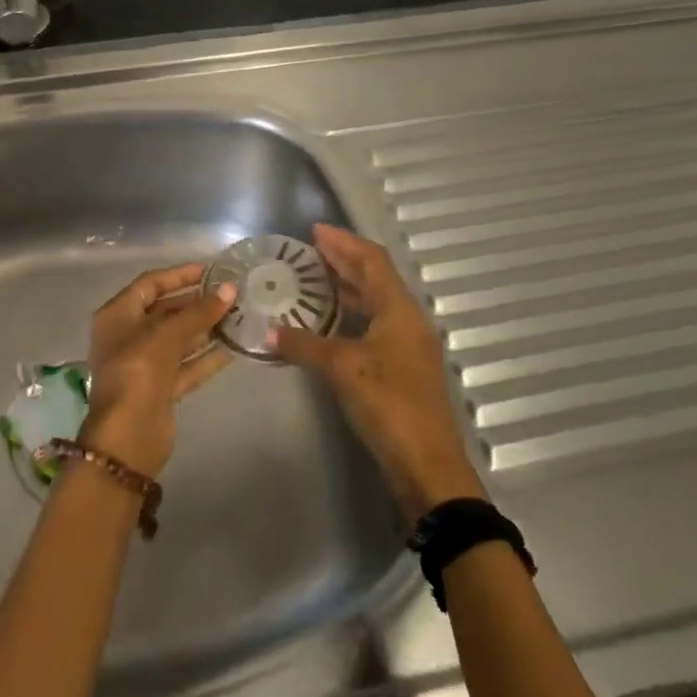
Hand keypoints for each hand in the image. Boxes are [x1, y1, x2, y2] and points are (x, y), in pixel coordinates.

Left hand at [80, 263, 236, 477]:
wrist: (127, 438)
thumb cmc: (138, 373)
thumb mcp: (167, 336)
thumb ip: (199, 312)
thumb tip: (230, 289)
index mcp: (117, 316)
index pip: (150, 284)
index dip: (179, 275)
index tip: (211, 270)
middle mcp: (128, 336)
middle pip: (165, 311)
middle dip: (197, 302)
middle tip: (231, 294)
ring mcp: (144, 364)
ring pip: (179, 339)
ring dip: (205, 328)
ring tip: (239, 316)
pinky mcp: (161, 388)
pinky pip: (187, 365)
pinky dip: (207, 356)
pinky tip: (234, 347)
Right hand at [271, 224, 484, 521]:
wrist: (427, 465)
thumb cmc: (388, 404)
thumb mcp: (342, 369)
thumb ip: (305, 345)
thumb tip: (269, 331)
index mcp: (399, 309)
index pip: (371, 260)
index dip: (344, 242)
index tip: (314, 231)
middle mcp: (407, 320)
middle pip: (375, 277)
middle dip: (343, 260)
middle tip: (308, 251)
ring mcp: (407, 345)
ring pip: (375, 302)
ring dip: (347, 287)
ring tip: (313, 279)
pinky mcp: (402, 367)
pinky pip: (374, 324)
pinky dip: (351, 314)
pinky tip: (329, 321)